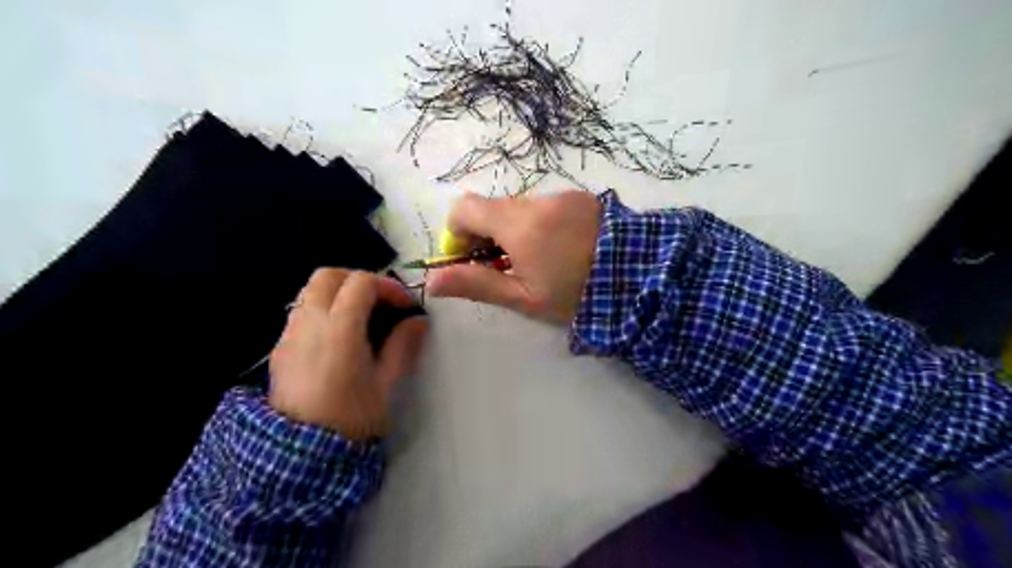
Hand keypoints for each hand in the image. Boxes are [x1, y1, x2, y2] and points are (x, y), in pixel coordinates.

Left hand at [269, 269, 424, 439]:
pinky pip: (300, 312)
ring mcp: (289, 334)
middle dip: (358, 280)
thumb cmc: (352, 419)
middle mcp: (309, 323)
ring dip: (338, 293)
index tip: (404, 305)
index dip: (388, 286)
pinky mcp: (279, 348)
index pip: (361, 283)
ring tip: (360, 317)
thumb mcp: (386, 383)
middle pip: (328, 276)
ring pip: (310, 291)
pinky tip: (338, 337)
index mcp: (340, 330)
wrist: (300, 457)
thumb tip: (418, 321)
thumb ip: (403, 345)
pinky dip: (323, 310)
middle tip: (380, 301)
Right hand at [425, 191, 598, 323]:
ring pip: (520, 209)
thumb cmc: (576, 294)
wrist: (642, 279)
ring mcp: (562, 196)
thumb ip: (476, 284)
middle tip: (506, 269)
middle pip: (492, 209)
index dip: (457, 233)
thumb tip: (431, 280)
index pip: (464, 208)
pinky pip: (546, 208)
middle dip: (488, 236)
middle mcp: (536, 200)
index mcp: (517, 223)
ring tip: (539, 263)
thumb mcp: (523, 297)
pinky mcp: (582, 198)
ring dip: (516, 232)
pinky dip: (540, 225)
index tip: (472, 260)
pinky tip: (561, 251)